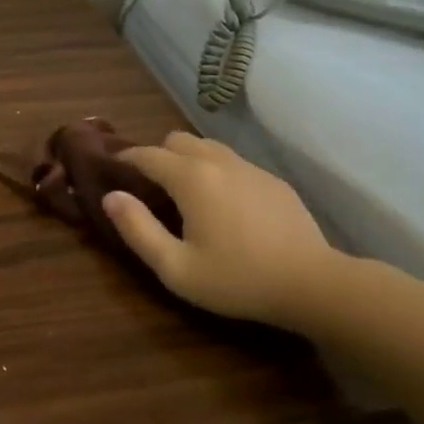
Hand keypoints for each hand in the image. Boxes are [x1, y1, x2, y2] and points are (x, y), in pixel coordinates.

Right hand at [101, 132, 341, 327]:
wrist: (313, 283)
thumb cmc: (237, 279)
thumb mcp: (176, 267)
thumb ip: (137, 229)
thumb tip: (111, 197)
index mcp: (190, 177)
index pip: (147, 154)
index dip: (125, 159)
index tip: (112, 170)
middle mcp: (217, 161)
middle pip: (176, 140)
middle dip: (157, 155)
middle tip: (150, 187)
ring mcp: (250, 168)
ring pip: (207, 147)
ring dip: (188, 160)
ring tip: (185, 193)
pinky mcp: (273, 181)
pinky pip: (233, 163)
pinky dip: (217, 172)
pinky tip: (224, 205)